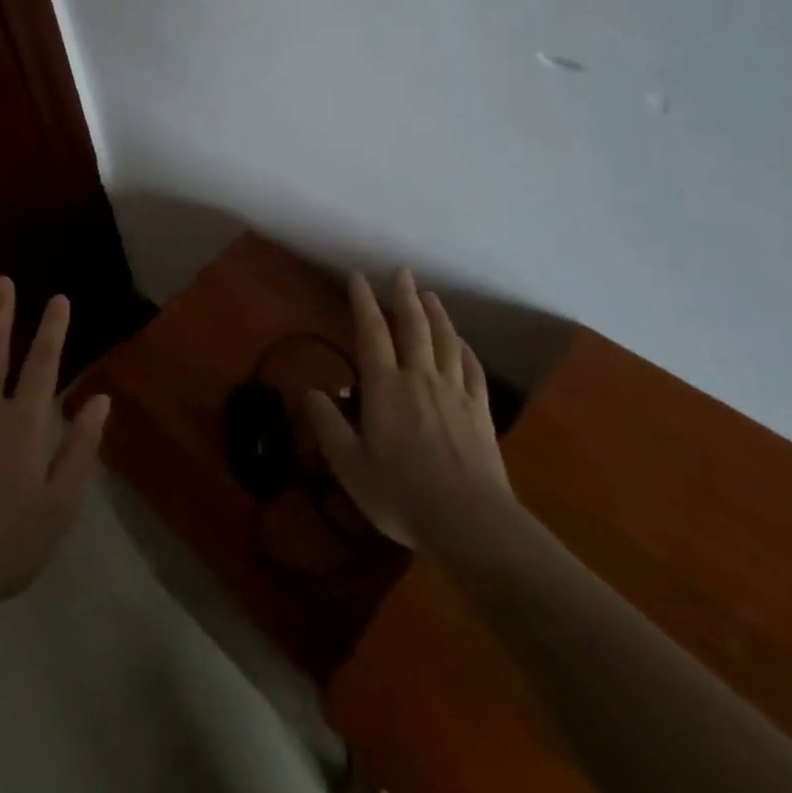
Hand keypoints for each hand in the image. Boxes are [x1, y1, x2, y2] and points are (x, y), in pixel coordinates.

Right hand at [304, 268, 516, 558]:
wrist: (470, 521)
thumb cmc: (401, 494)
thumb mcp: (350, 466)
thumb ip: (328, 426)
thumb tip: (311, 392)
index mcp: (385, 387)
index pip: (371, 333)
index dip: (363, 302)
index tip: (358, 277)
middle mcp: (420, 378)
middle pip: (413, 326)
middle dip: (405, 295)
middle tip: (402, 271)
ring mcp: (455, 392)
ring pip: (446, 340)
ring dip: (437, 314)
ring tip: (430, 296)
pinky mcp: (480, 411)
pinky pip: (473, 369)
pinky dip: (466, 349)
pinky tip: (463, 344)